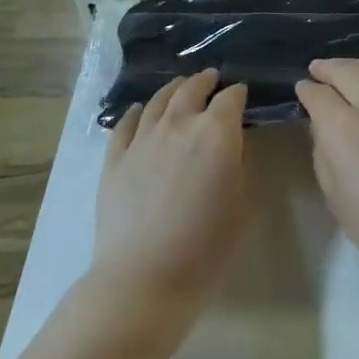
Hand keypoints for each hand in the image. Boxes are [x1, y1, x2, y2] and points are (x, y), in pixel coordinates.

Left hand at [88, 70, 248, 343]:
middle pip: (191, 89)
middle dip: (205, 81)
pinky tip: (139, 110)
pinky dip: (136, 112)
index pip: (231, 98)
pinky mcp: (114, 158)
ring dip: (173, 89)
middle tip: (212, 79)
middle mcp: (178, 124)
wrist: (144, 279)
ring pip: (158, 100)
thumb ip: (242, 164)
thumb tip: (234, 143)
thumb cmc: (206, 247)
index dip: (239, 93)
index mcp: (216, 132)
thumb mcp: (244, 204)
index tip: (243, 95)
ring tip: (180, 86)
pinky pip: (126, 124)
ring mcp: (142, 138)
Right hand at [296, 58, 358, 311]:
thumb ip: (325, 158)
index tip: (303, 89)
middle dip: (328, 67)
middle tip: (320, 69)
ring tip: (355, 67)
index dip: (306, 90)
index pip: (317, 95)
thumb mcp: (338, 201)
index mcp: (342, 128)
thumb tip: (324, 132)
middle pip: (347, 71)